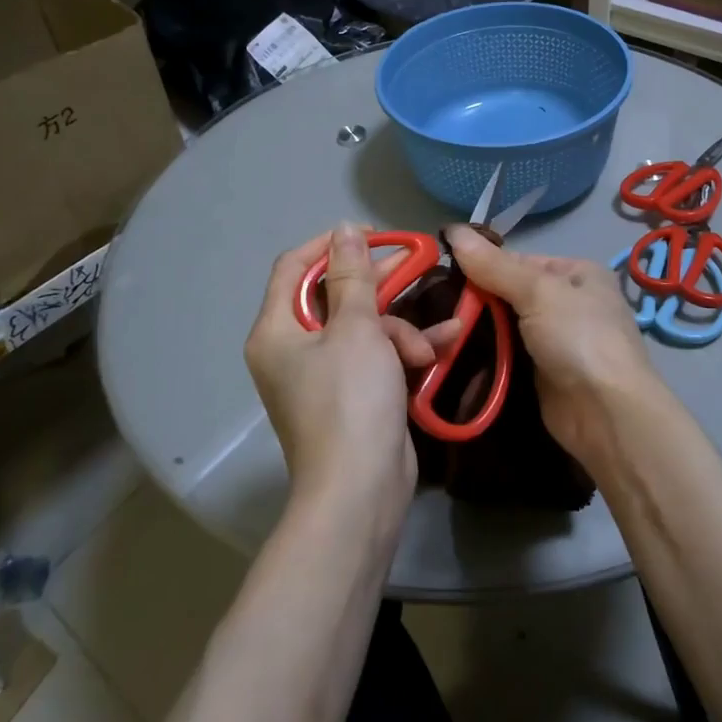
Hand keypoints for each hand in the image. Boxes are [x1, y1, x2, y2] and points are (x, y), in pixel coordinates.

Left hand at [245, 224, 443, 523]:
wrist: (361, 491)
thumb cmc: (351, 400)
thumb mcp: (356, 330)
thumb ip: (352, 276)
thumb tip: (343, 230)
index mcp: (277, 330)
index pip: (294, 267)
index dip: (332, 244)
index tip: (373, 235)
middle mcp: (293, 349)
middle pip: (334, 296)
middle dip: (379, 286)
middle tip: (417, 265)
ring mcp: (323, 375)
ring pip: (363, 327)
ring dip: (400, 330)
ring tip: (428, 347)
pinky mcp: (352, 395)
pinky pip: (376, 356)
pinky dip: (404, 351)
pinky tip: (444, 345)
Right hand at [446, 225, 667, 465]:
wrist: (606, 413)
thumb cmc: (579, 338)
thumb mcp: (537, 291)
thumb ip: (493, 266)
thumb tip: (452, 229)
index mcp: (576, 272)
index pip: (519, 260)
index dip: (482, 264)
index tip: (442, 272)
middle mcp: (568, 302)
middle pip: (510, 293)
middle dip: (476, 300)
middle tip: (432, 304)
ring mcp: (556, 340)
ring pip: (505, 325)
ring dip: (476, 330)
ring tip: (436, 329)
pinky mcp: (542, 373)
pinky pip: (507, 354)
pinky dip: (485, 354)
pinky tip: (453, 352)